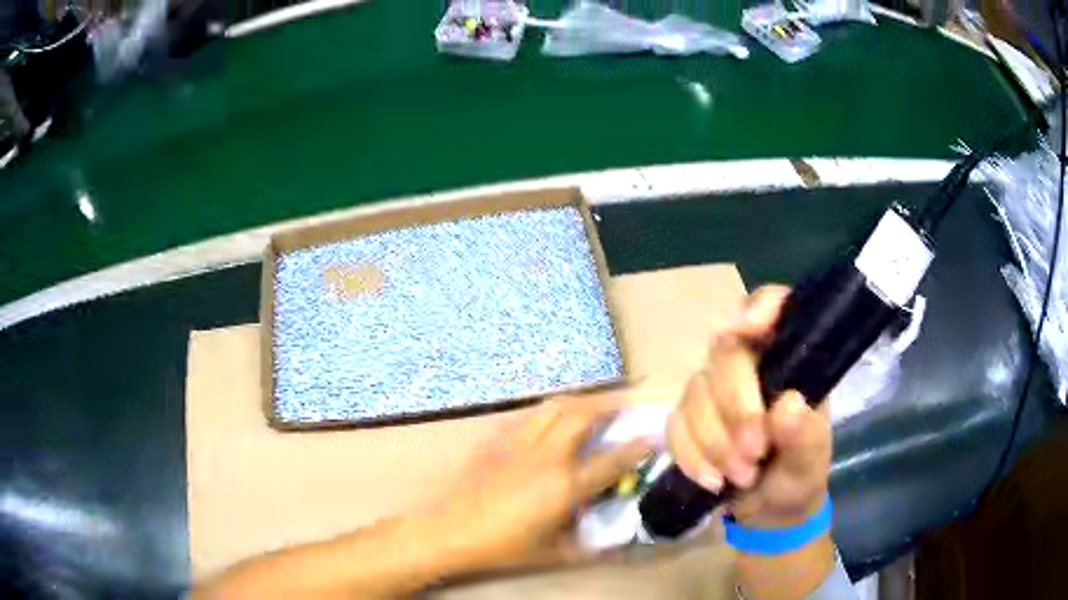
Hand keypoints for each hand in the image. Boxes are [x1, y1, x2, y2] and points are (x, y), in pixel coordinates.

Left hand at [433, 394, 653, 570]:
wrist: (453, 531)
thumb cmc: (505, 547)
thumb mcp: (555, 553)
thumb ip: (590, 545)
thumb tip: (615, 540)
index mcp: (564, 486)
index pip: (611, 460)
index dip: (637, 446)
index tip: (653, 436)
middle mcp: (547, 457)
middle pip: (584, 416)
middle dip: (611, 405)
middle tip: (626, 404)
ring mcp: (520, 443)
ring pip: (555, 406)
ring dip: (581, 400)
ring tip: (593, 404)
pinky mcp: (499, 439)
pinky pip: (529, 414)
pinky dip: (550, 410)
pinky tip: (552, 418)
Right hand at [667, 285, 831, 527]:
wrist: (766, 512)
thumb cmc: (798, 475)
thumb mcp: (811, 462)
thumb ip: (806, 437)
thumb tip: (788, 404)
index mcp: (787, 359)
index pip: (772, 307)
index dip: (760, 308)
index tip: (749, 330)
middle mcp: (748, 364)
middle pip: (726, 353)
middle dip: (736, 409)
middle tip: (754, 455)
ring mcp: (712, 390)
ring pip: (696, 393)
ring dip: (714, 442)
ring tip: (741, 477)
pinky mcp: (687, 419)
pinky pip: (674, 425)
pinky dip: (691, 456)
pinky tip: (712, 481)